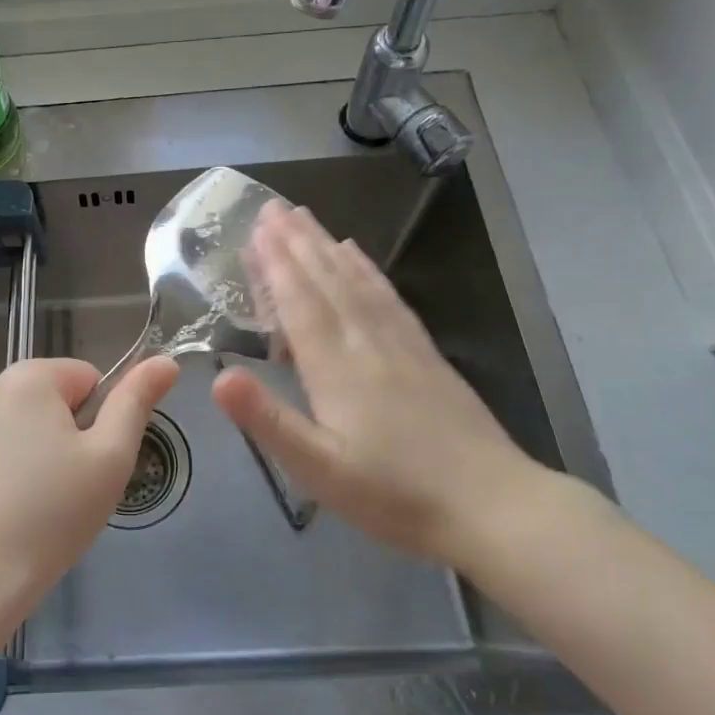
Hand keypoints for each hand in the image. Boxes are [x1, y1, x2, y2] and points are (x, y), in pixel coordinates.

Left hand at [0, 355, 179, 622]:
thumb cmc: (53, 512)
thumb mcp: (110, 457)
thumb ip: (137, 401)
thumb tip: (165, 361)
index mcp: (30, 377)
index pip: (88, 378)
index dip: (101, 419)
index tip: (92, 462)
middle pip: (50, 401)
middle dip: (66, 435)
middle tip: (69, 488)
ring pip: (18, 428)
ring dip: (33, 453)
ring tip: (36, 506)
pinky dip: (0, 473)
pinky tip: (2, 514)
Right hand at [212, 203, 559, 567]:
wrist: (495, 507)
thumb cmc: (396, 495)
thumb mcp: (321, 470)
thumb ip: (269, 421)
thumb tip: (219, 378)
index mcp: (336, 368)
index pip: (300, 303)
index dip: (275, 264)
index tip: (256, 227)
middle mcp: (367, 343)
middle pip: (326, 281)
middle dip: (296, 242)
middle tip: (272, 207)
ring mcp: (401, 344)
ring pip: (356, 281)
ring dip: (326, 246)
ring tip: (306, 217)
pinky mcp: (426, 353)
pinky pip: (388, 297)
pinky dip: (367, 269)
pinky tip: (358, 256)